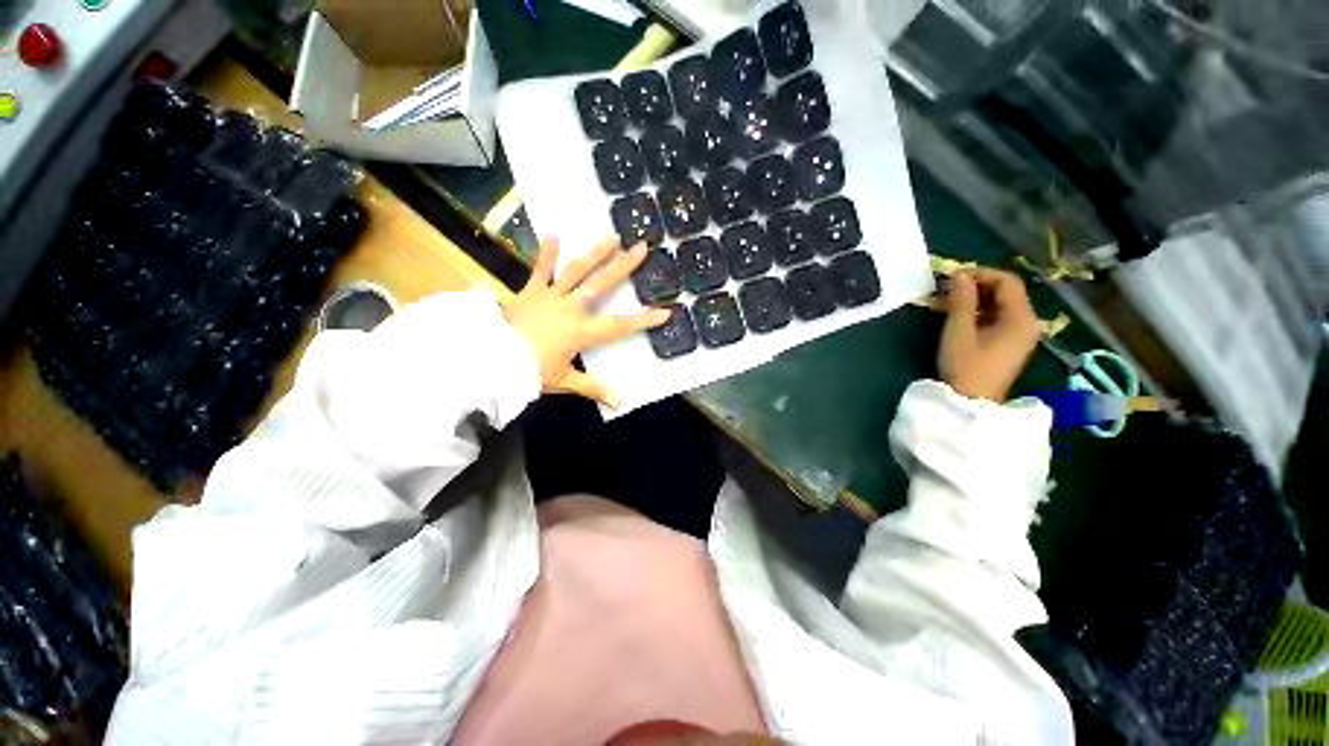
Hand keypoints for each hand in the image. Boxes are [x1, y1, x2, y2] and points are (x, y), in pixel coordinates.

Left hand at [503, 237, 670, 408]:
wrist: (491, 359)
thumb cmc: (530, 371)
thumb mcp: (563, 381)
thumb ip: (592, 388)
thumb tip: (619, 403)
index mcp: (582, 332)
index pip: (620, 326)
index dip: (644, 320)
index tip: (666, 311)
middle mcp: (572, 308)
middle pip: (601, 285)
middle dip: (623, 267)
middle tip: (641, 248)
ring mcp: (551, 296)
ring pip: (577, 271)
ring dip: (595, 253)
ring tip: (612, 236)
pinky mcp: (530, 290)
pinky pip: (540, 269)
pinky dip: (546, 252)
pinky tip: (554, 232)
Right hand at [939, 268, 1041, 401]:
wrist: (971, 403)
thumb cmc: (965, 366)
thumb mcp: (959, 331)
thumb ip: (961, 300)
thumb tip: (959, 275)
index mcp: (1021, 318)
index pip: (1008, 281)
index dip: (981, 273)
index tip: (953, 275)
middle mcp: (1028, 322)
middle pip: (1006, 292)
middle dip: (977, 285)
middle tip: (947, 288)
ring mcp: (1021, 334)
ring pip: (1001, 305)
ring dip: (975, 299)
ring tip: (947, 301)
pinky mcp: (1010, 344)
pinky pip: (998, 318)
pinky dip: (979, 312)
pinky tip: (958, 316)